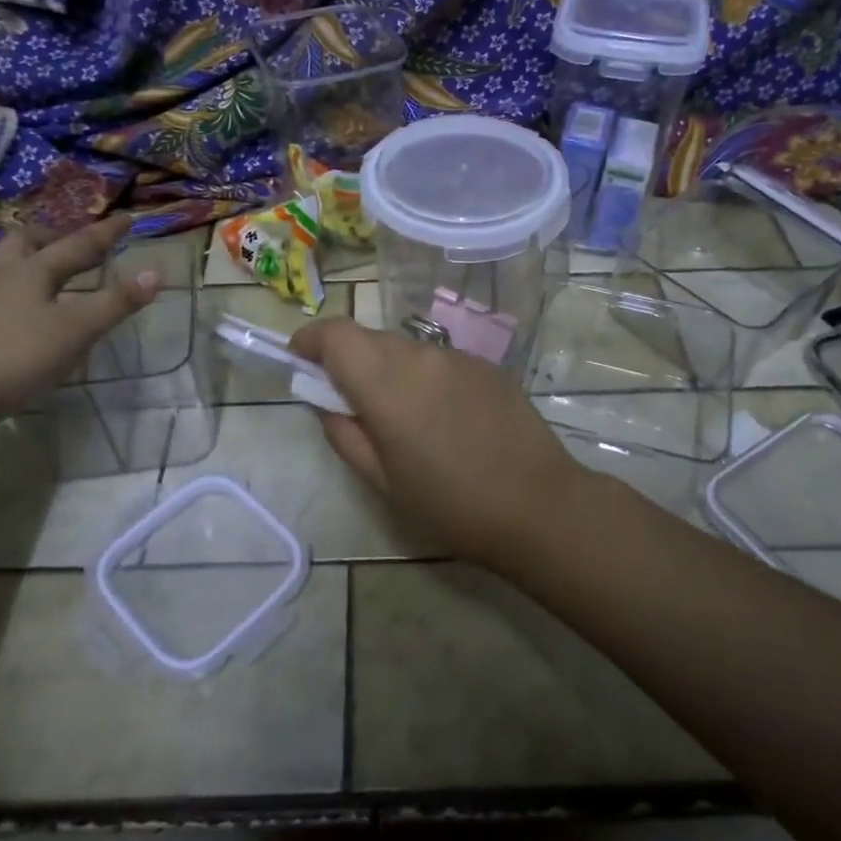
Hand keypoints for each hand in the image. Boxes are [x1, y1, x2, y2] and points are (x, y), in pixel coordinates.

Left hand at [0, 217, 156, 433]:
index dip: (106, 232)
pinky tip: (19, 314)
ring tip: (47, 275)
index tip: (127, 217)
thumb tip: (155, 273)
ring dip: (29, 262)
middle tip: (74, 244)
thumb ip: (116, 302)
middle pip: (26, 242)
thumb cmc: (17, 357)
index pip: (78, 244)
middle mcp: (0, 276)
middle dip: (54, 238)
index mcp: (32, 270)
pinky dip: (14, 292)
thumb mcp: (77, 331)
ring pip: (4, 266)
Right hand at [289, 317, 593, 567]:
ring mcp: (459, 357)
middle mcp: (421, 356)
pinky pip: (440, 361)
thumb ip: (344, 433)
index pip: (336, 334)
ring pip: (406, 349)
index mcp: (387, 384)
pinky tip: (445, 419)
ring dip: (389, 370)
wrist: (539, 505)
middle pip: (369, 339)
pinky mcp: (488, 365)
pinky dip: (425, 377)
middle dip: (349, 361)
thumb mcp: (382, 481)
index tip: (300, 361)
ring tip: (405, 420)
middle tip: (351, 404)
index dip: (310, 340)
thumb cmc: (451, 504)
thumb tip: (326, 402)